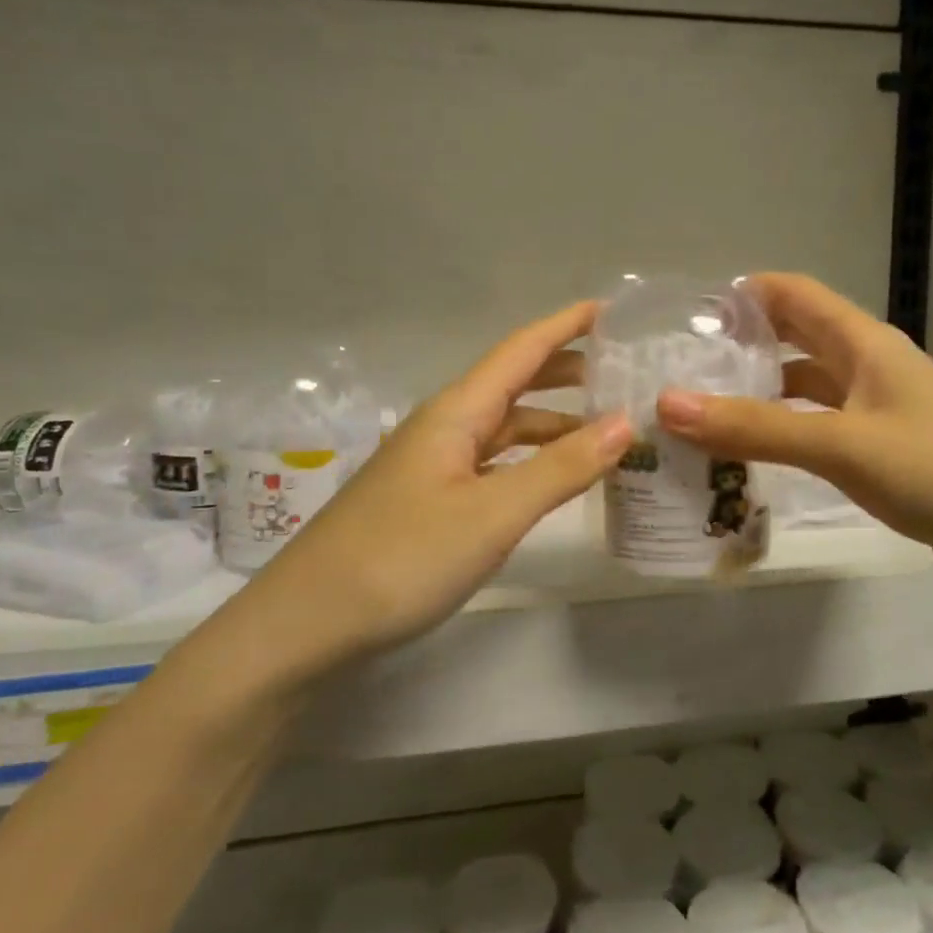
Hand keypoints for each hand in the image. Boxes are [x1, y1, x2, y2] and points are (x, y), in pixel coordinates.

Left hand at [261, 301, 631, 653]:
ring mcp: (434, 465)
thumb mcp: (493, 514)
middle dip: (567, 370)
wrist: (307, 624)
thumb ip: (561, 468)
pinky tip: (553, 479)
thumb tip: (625, 422)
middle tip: (622, 371)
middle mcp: (445, 427)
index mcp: (456, 412)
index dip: (567, 325)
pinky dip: (531, 461)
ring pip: (505, 427)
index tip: (614, 308)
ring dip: (554, 422)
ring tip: (606, 431)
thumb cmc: (402, 558)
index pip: (521, 350)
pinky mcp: (430, 500)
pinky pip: (494, 463)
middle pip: (513, 383)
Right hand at [655, 274, 932, 599]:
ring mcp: (881, 410)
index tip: (683, 317)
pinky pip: (821, 428)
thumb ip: (755, 427)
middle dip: (740, 346)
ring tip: (701, 414)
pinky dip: (784, 433)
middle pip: (795, 338)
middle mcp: (871, 366)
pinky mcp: (886, 452)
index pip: (792, 293)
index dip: (740, 295)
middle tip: (679, 369)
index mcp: (865, 343)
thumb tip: (666, 404)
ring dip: (758, 394)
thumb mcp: (841, 445)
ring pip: (806, 388)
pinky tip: (753, 457)